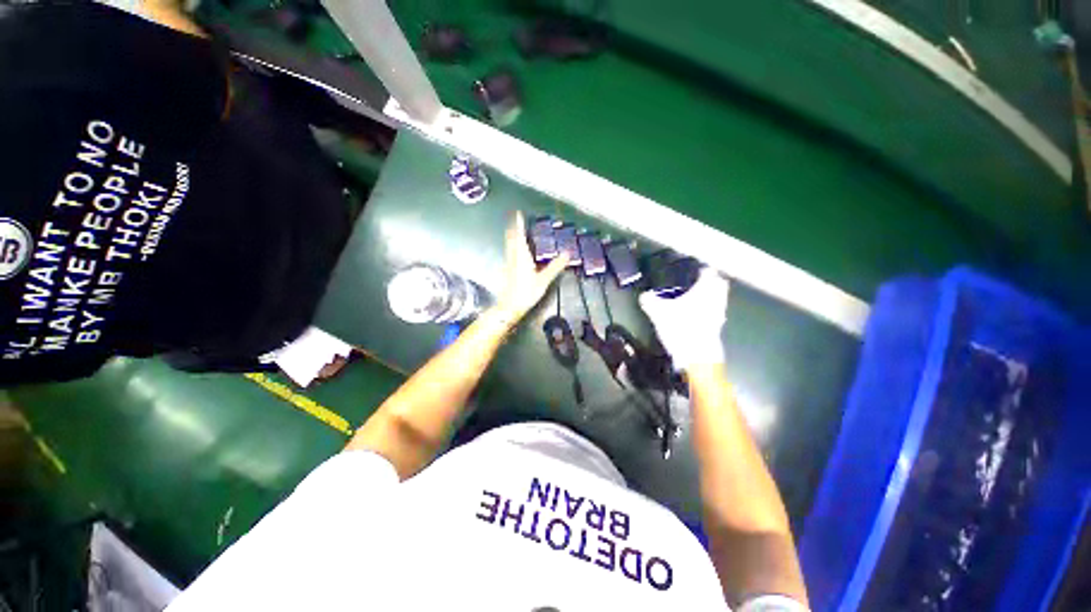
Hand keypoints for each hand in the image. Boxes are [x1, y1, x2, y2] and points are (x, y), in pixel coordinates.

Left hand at [494, 211, 568, 322]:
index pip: (519, 235)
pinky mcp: (506, 270)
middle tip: (516, 220)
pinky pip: (509, 254)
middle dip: (513, 228)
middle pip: (511, 238)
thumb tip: (567, 254)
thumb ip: (555, 266)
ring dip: (512, 237)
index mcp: (521, 255)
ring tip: (515, 232)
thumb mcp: (544, 279)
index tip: (517, 214)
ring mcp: (508, 263)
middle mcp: (513, 256)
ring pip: (509, 246)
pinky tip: (515, 252)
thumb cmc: (526, 292)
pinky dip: (512, 247)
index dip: (518, 224)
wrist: (510, 306)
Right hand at [639, 268, 729, 370]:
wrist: (697, 357)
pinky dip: (706, 311)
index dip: (700, 268)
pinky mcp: (717, 328)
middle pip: (719, 284)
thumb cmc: (681, 328)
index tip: (692, 269)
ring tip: (692, 299)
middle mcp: (716, 299)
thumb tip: (644, 296)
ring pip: (718, 299)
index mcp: (705, 290)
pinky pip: (714, 313)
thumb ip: (650, 301)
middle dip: (709, 281)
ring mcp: (719, 314)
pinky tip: (693, 316)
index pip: (708, 271)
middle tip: (695, 283)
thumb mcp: (658, 312)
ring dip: (709, 297)